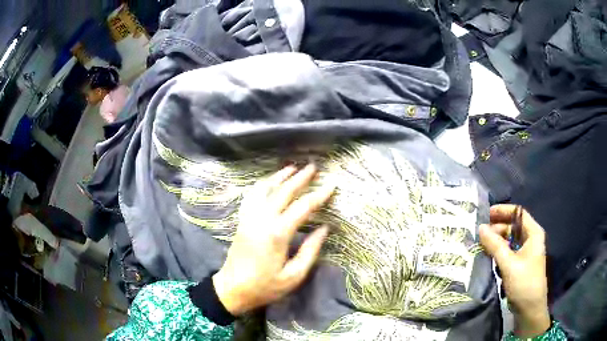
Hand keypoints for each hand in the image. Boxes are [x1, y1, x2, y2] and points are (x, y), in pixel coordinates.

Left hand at [213, 164, 334, 315]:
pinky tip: (268, 182)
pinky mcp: (242, 220)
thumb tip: (324, 229)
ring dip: (279, 177)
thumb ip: (310, 250)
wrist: (232, 288)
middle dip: (300, 178)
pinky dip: (262, 184)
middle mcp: (262, 219)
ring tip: (292, 167)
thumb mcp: (293, 276)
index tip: (331, 185)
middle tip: (313, 167)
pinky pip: (251, 195)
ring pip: (265, 189)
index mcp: (277, 233)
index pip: (303, 207)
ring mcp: (249, 217)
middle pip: (283, 191)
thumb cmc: (265, 286)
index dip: (319, 195)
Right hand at [479, 205, 550, 337]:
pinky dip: (498, 250)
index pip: (518, 213)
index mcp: (533, 233)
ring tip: (481, 243)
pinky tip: (487, 254)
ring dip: (496, 240)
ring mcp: (525, 252)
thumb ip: (495, 245)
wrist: (529, 309)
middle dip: (497, 226)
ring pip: (509, 239)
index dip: (503, 211)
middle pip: (513, 226)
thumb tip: (480, 227)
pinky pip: (508, 251)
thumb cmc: (524, 282)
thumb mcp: (509, 263)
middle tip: (480, 232)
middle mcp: (530, 239)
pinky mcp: (519, 263)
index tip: (486, 214)